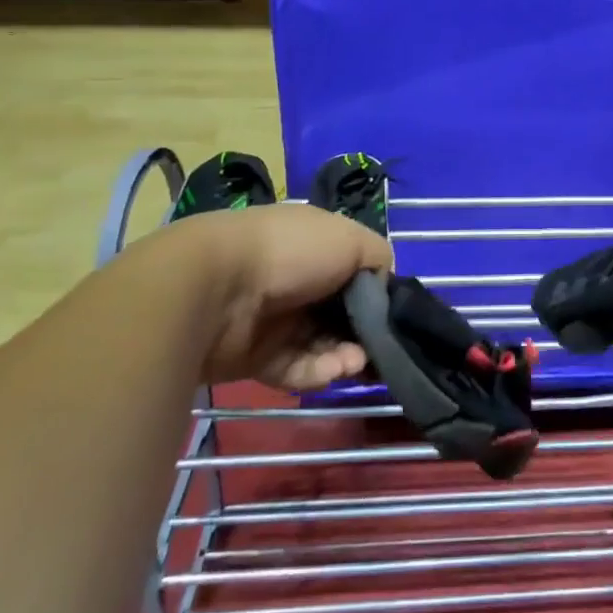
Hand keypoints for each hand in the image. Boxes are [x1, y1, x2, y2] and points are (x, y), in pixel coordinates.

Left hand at [183, 205, 393, 392]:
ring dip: (345, 354)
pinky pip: (297, 368)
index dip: (376, 292)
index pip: (354, 271)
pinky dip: (318, 372)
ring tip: (356, 362)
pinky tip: (336, 370)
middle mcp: (297, 279)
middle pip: (341, 312)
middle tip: (382, 348)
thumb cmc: (292, 252)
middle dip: (365, 332)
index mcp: (316, 245)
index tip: (394, 314)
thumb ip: (379, 259)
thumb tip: (384, 285)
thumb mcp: (352, 240)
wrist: (218, 290)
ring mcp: (276, 319)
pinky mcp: (258, 357)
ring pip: (322, 343)